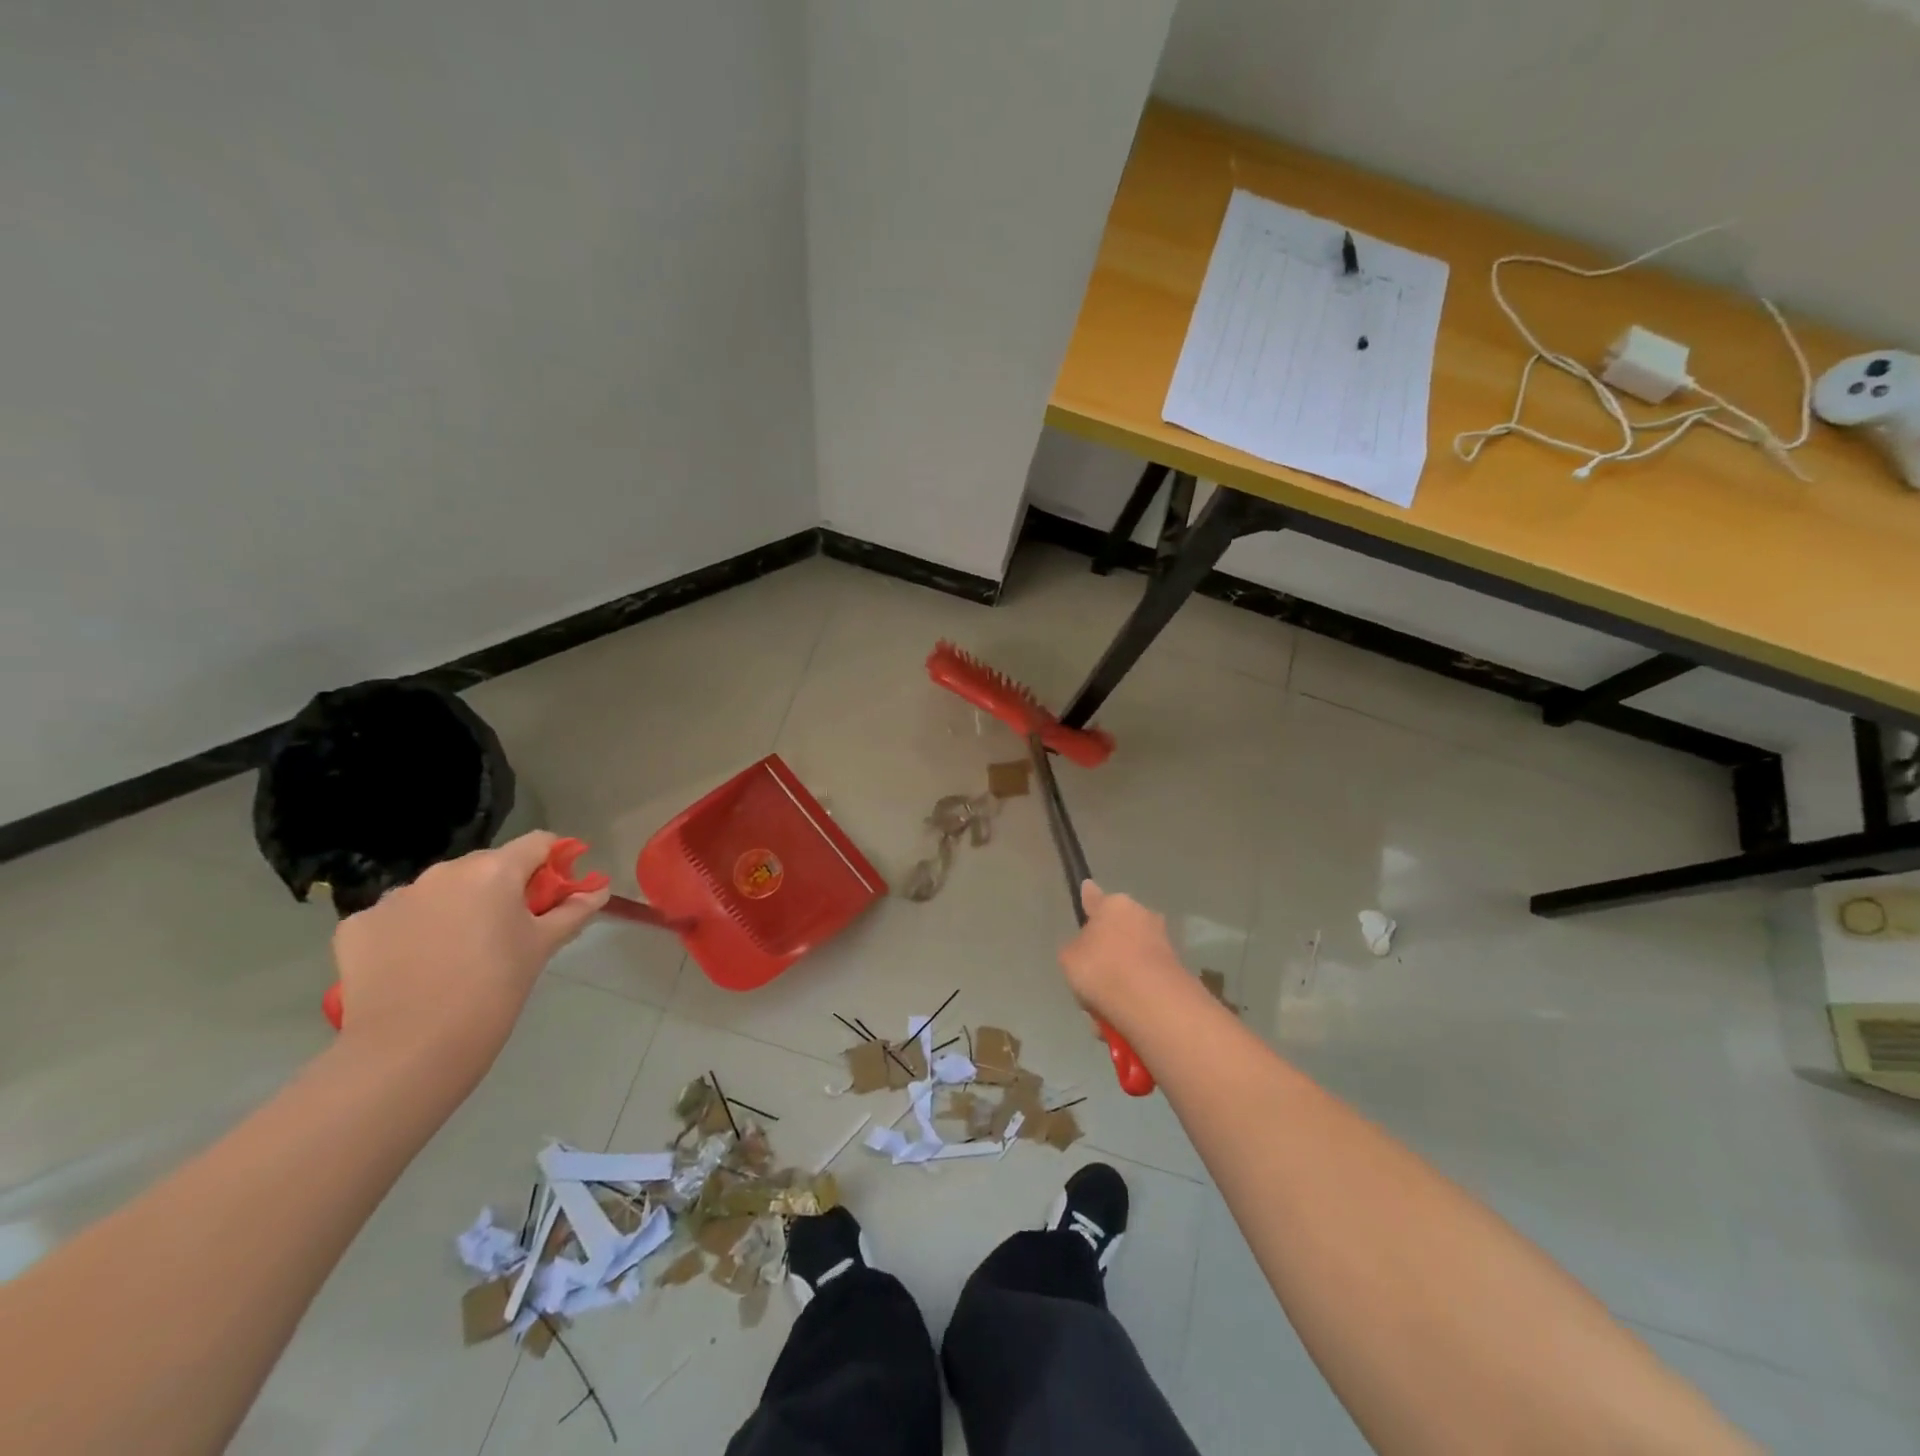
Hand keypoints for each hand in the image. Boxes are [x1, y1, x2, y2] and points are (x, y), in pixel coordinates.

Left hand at [330, 832, 609, 1082]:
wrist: (412, 1049)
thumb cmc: (495, 989)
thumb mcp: (543, 947)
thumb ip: (574, 911)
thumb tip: (599, 890)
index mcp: (495, 870)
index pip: (537, 843)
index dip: (553, 862)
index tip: (556, 892)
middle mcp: (443, 872)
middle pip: (486, 866)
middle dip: (501, 889)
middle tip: (509, 931)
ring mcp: (395, 896)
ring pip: (439, 891)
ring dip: (454, 908)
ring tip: (458, 954)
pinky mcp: (357, 925)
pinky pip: (397, 917)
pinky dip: (411, 932)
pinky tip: (415, 967)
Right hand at [1058, 881, 1183, 1017]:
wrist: (1152, 1003)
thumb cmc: (1102, 969)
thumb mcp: (1068, 958)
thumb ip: (1074, 948)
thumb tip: (1087, 947)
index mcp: (1113, 905)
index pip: (1094, 896)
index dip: (1087, 898)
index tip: (1087, 892)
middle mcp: (1141, 915)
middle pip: (1116, 932)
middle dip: (1106, 955)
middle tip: (1091, 982)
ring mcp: (1162, 943)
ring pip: (1130, 962)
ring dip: (1119, 982)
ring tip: (1104, 1010)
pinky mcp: (1177, 971)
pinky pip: (1145, 983)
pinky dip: (1135, 998)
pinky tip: (1122, 1019)